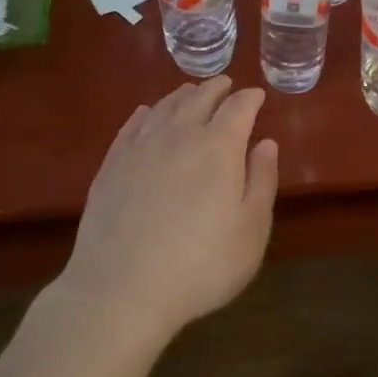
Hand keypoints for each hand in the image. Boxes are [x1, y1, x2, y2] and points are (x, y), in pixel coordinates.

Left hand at [57, 78, 278, 343]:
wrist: (120, 291)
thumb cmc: (200, 266)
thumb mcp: (251, 230)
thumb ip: (262, 180)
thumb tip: (265, 143)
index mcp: (219, 147)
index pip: (238, 107)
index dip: (250, 97)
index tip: (257, 96)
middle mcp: (180, 135)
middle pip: (200, 98)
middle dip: (217, 88)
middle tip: (226, 85)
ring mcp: (141, 148)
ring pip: (166, 107)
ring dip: (183, 95)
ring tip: (191, 93)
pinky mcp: (112, 165)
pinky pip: (132, 126)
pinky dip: (146, 114)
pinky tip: (147, 114)